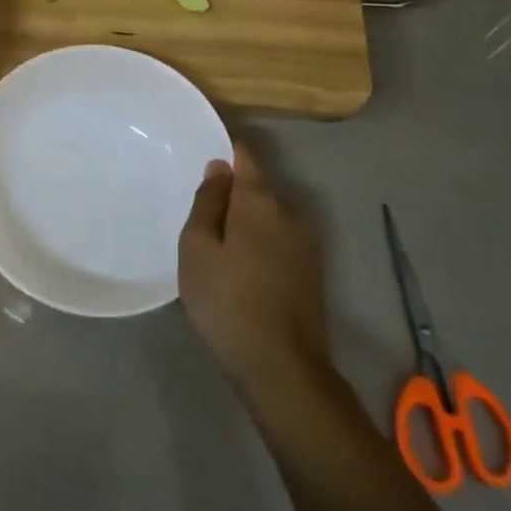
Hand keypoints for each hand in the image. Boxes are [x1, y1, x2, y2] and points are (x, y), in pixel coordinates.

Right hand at [179, 145, 329, 392]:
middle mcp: (291, 212)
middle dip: (232, 189)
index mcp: (261, 201)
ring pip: (269, 215)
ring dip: (245, 218)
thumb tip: (220, 167)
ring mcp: (307, 243)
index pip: (246, 155)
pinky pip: (278, 238)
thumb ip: (208, 202)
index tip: (204, 143)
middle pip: (258, 186)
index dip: (226, 146)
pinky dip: (258, 239)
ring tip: (215, 238)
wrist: (281, 367)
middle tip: (199, 205)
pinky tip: (239, 264)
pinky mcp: (311, 270)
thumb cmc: (227, 301)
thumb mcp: (198, 248)